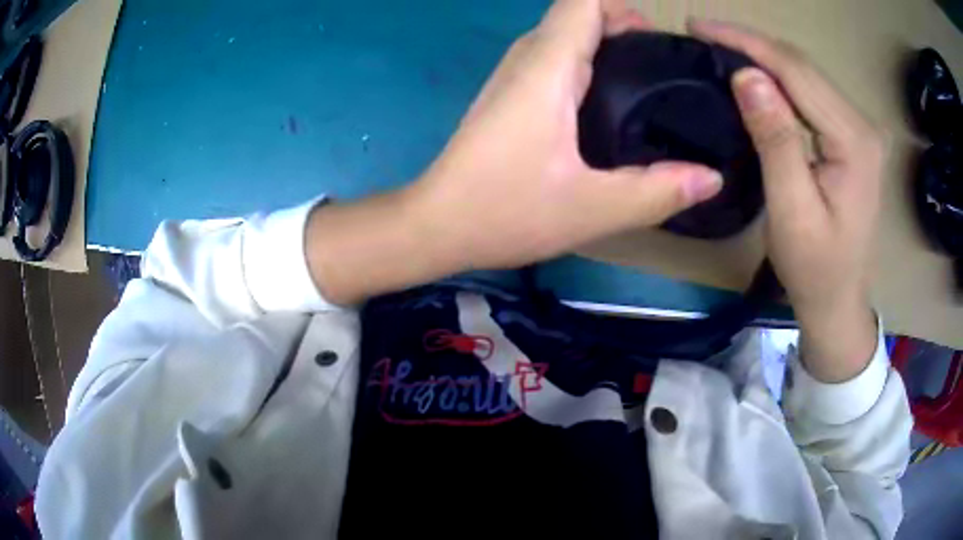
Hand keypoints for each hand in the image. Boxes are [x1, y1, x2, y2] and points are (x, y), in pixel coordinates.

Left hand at [410, 0, 722, 269]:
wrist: (436, 224)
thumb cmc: (504, 211)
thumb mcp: (592, 208)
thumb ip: (657, 191)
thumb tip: (712, 178)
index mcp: (547, 67)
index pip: (583, 3)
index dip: (622, 10)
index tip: (657, 42)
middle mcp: (527, 60)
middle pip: (578, 16)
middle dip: (624, 30)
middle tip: (665, 71)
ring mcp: (513, 78)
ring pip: (565, 39)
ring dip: (605, 48)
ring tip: (647, 85)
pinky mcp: (508, 97)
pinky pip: (553, 62)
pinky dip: (585, 67)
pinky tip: (608, 105)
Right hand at [691, 20, 884, 382]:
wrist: (839, 299)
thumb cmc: (815, 268)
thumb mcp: (792, 210)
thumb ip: (776, 140)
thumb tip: (747, 77)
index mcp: (855, 141)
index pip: (797, 72)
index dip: (747, 43)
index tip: (699, 27)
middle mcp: (863, 124)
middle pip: (802, 66)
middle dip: (751, 43)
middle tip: (702, 32)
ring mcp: (859, 128)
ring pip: (805, 74)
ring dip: (763, 56)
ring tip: (720, 46)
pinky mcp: (851, 136)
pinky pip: (810, 93)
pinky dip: (779, 77)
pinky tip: (755, 73)